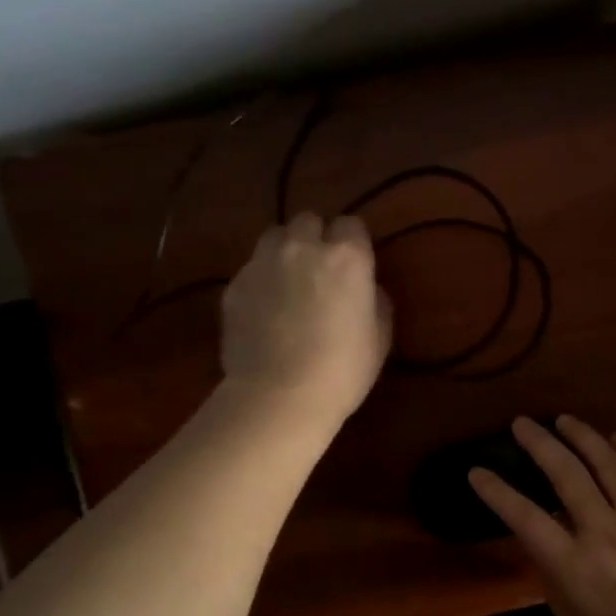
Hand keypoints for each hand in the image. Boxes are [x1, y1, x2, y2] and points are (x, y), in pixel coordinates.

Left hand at [220, 213, 391, 423]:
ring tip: (289, 281)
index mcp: (347, 256)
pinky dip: (262, 280)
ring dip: (285, 250)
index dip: (354, 242)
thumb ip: (376, 300)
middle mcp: (303, 247)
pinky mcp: (234, 285)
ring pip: (274, 236)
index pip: (352, 224)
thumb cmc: (344, 368)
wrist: (280, 395)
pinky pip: (252, 268)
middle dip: (316, 237)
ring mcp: (262, 263)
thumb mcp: (381, 336)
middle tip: (322, 269)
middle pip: (309, 220)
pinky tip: (266, 310)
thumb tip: (367, 288)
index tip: (356, 264)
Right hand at [470, 416, 615, 615]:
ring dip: (582, 435)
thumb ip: (560, 590)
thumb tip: (551, 556)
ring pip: (606, 461)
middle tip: (522, 424)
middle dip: (538, 443)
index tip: (477, 471)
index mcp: (575, 566)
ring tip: (564, 420)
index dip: (496, 492)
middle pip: (565, 472)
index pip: (525, 517)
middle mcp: (603, 529)